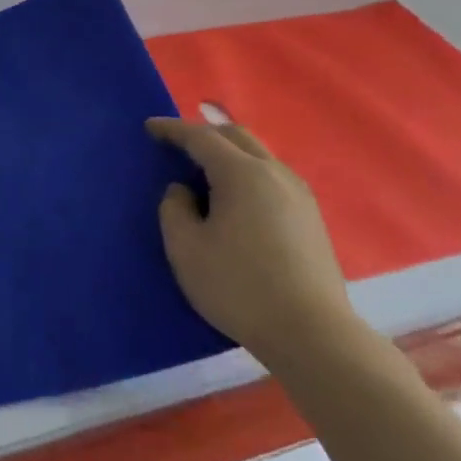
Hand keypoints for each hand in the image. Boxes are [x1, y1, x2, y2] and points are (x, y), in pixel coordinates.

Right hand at [146, 118, 358, 373]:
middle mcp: (275, 173)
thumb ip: (174, 208)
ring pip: (258, 156)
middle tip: (176, 144)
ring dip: (228, 153)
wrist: (311, 333)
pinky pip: (271, 178)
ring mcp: (299, 195)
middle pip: (236, 137)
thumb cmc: (238, 286)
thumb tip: (183, 191)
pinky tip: (234, 199)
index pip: (201, 137)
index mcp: (242, 174)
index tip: (149, 127)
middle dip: (204, 133)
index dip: (172, 129)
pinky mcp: (311, 218)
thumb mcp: (185, 248)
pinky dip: (245, 174)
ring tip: (203, 171)